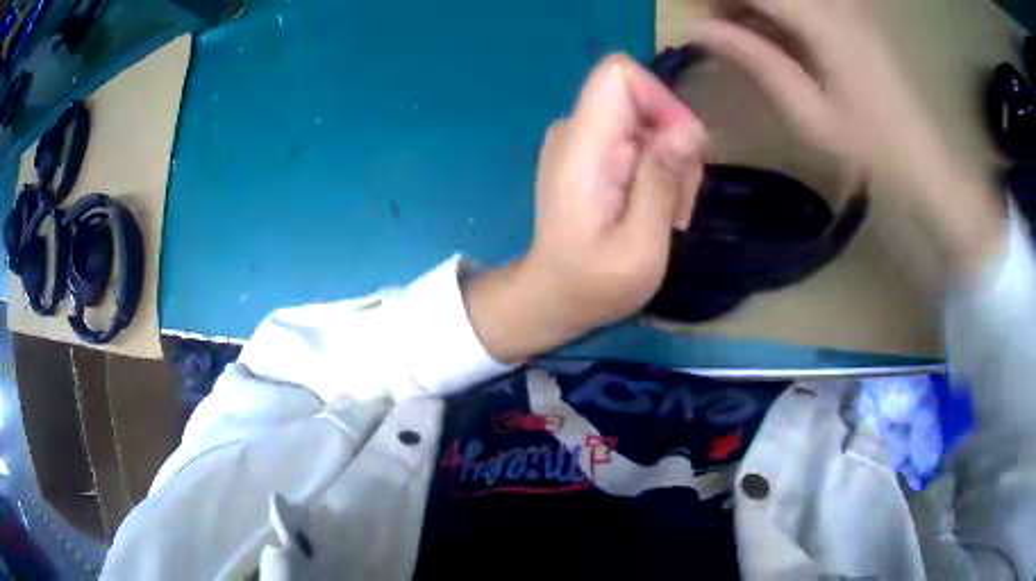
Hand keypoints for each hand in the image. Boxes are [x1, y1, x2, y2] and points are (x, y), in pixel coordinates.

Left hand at [466, 54, 706, 361]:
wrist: (553, 296)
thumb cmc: (593, 284)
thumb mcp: (640, 247)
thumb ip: (661, 182)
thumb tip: (688, 128)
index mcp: (582, 145)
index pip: (618, 73)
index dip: (660, 99)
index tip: (681, 150)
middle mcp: (577, 130)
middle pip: (642, 100)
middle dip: (674, 146)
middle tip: (674, 204)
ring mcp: (583, 141)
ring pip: (648, 123)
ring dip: (670, 166)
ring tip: (663, 215)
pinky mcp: (592, 154)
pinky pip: (640, 141)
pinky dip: (657, 171)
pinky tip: (653, 210)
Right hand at [693, 1, 1003, 273]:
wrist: (926, 162)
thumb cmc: (870, 147)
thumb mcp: (808, 112)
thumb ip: (754, 60)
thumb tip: (696, 30)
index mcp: (822, 20)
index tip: (692, 16)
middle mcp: (835, 2)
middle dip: (735, 2)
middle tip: (718, 28)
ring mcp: (848, 7)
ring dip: (758, 8)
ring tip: (744, 35)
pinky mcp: (856, 17)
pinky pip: (809, 4)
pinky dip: (782, 14)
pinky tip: (777, 37)